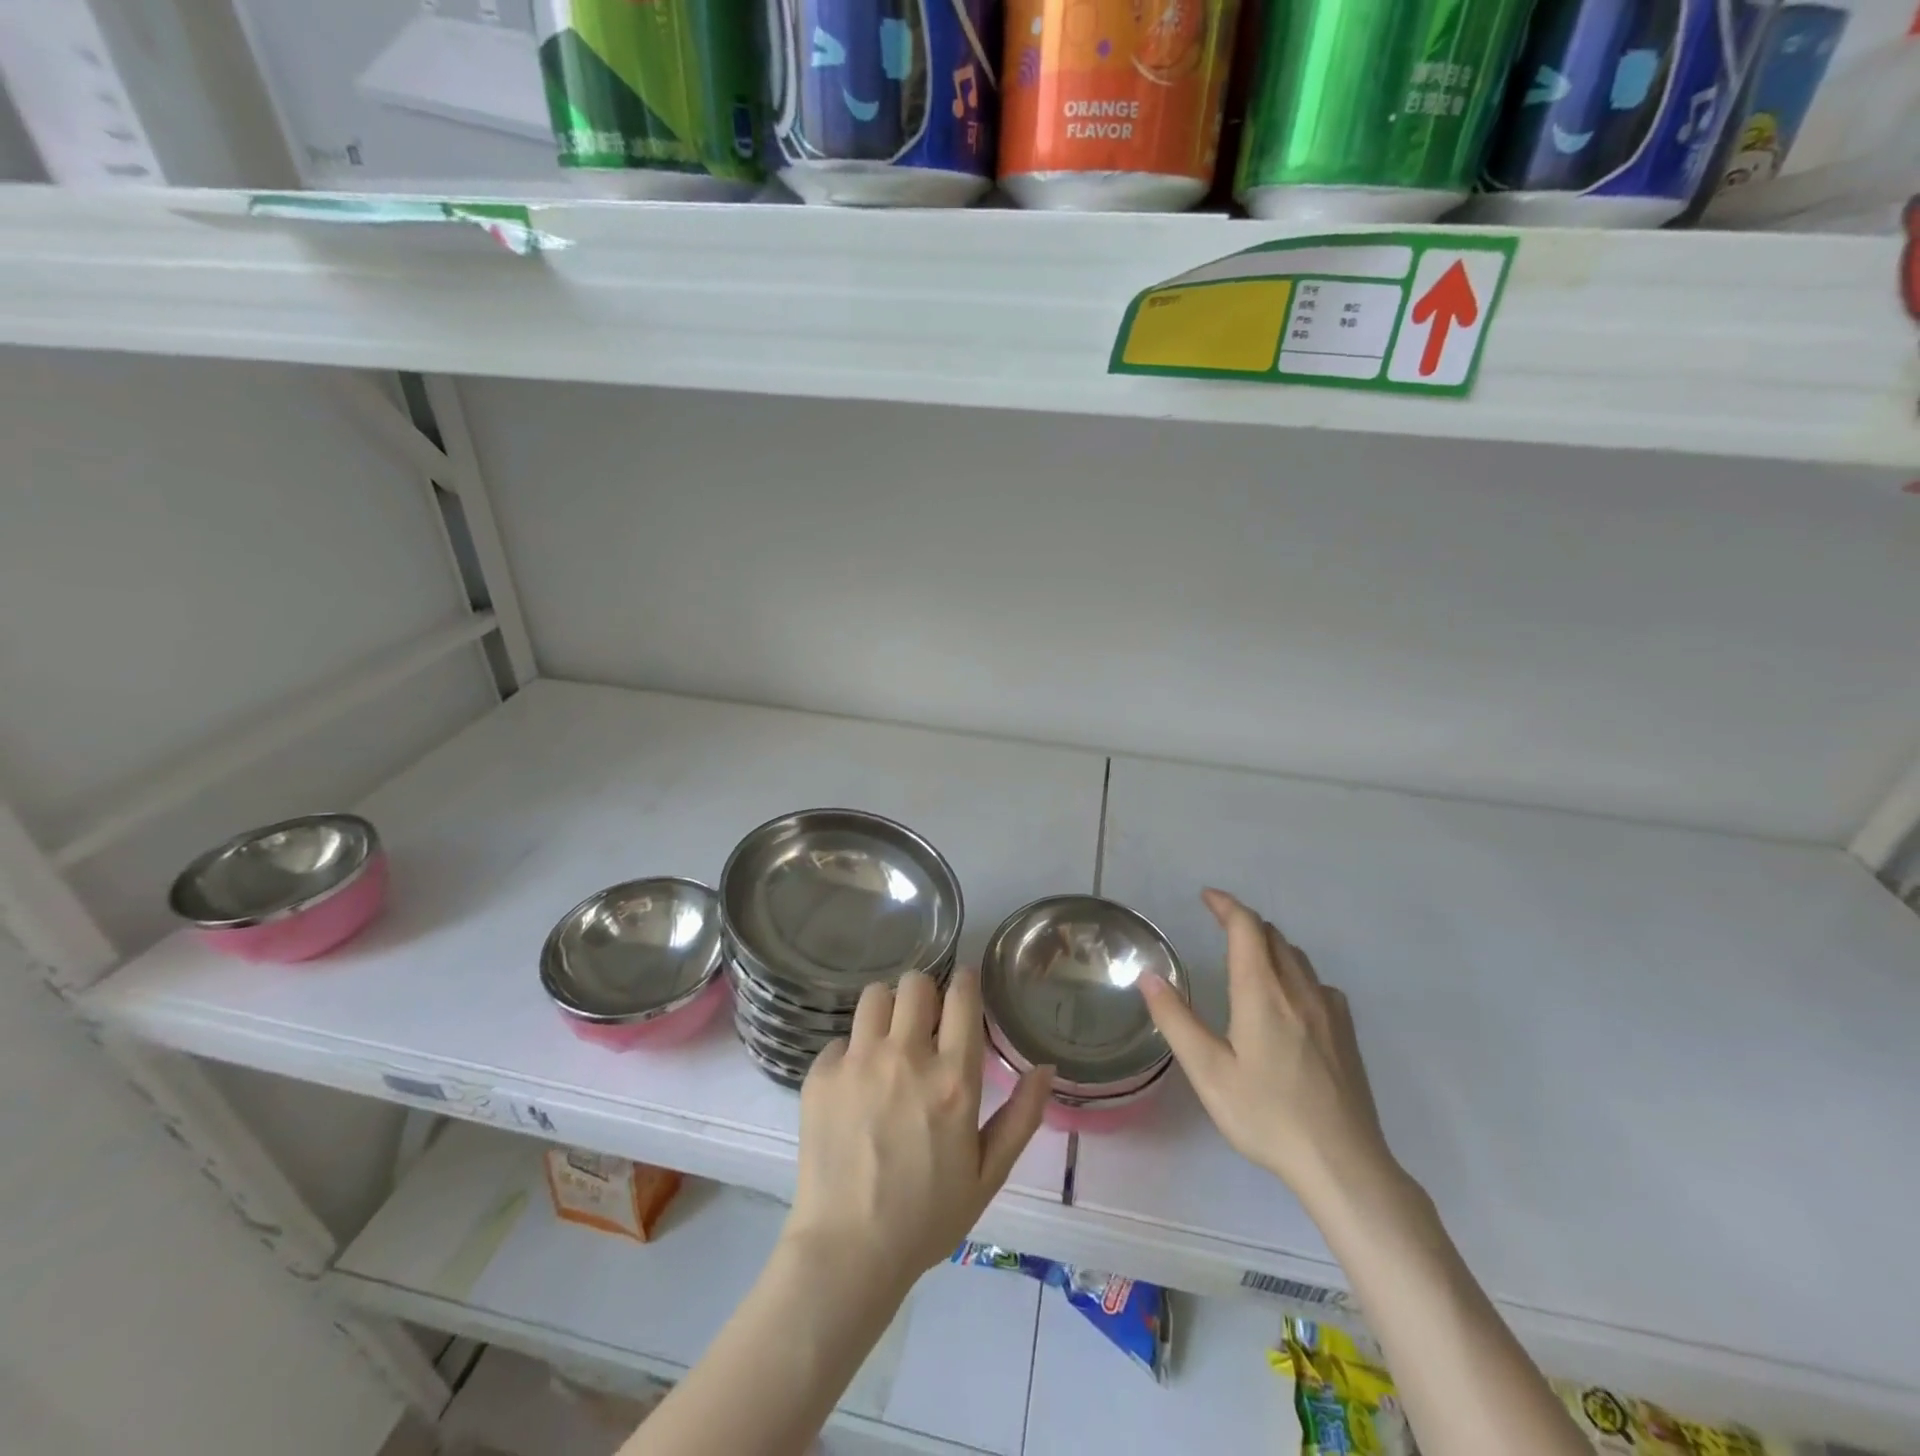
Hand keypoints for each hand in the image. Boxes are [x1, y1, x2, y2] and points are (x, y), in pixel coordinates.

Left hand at [783, 968, 1052, 1290]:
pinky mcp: (821, 1074)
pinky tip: (854, 1086)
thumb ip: (1021, 1116)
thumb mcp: (988, 1174)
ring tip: (888, 1041)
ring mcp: (858, 1061)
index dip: (966, 981)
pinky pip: (841, 1039)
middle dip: (924, 993)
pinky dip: (852, 1052)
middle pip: (915, 983)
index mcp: (952, 1078)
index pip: (962, 996)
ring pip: (874, 996)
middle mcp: (905, 1056)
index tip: (965, 985)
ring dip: (887, 1010)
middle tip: (924, 1020)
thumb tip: (1046, 1068)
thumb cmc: (926, 1217)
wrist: (847, 1252)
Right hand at [1140, 889, 1398, 1214]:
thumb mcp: (1208, 1071)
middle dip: (1245, 923)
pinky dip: (1295, 973)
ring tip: (1249, 956)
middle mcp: (1298, 990)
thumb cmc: (1267, 1115)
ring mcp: (1329, 1011)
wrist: (1343, 1164)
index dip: (1226, 905)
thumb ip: (1176, 1020)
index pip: (1246, 927)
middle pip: (1273, 936)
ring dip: (1270, 945)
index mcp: (1262, 992)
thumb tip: (1149, 976)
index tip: (1207, 897)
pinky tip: (1290, 999)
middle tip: (1219, 926)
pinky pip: (1318, 983)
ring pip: (1298, 958)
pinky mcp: (1346, 1034)